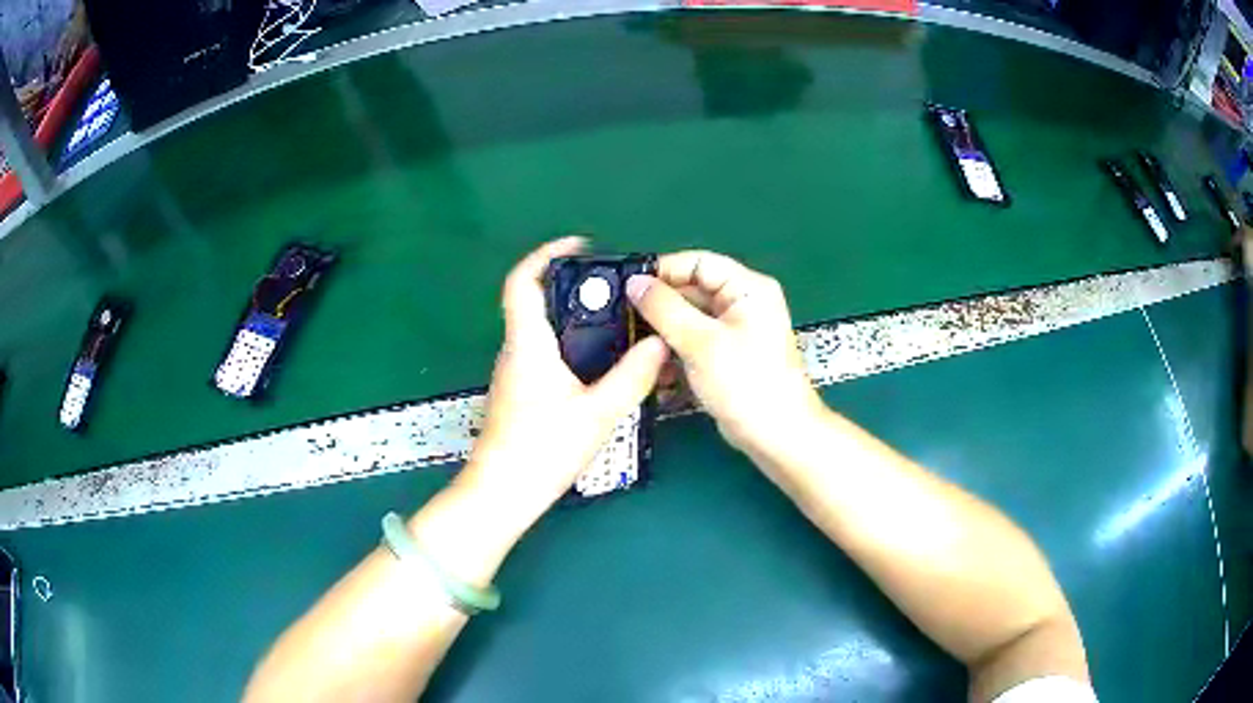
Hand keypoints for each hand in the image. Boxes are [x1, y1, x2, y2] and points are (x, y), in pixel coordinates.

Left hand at [458, 237, 668, 532]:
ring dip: (573, 318)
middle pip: (536, 301)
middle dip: (572, 286)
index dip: (546, 255)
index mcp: (527, 344)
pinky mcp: (519, 393)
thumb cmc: (543, 450)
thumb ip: (632, 376)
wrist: (502, 492)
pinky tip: (599, 364)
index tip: (580, 247)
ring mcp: (514, 373)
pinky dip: (570, 345)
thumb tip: (660, 344)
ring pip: (541, 329)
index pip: (523, 282)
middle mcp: (515, 351)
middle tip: (614, 289)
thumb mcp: (598, 413)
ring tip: (616, 323)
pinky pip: (544, 353)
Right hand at [626, 251, 823, 454]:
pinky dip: (675, 351)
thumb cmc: (746, 383)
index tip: (629, 285)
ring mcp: (735, 331)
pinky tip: (657, 368)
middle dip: (660, 305)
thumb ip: (664, 308)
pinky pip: (694, 342)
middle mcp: (742, 303)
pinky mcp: (726, 356)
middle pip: (692, 290)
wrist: (776, 435)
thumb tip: (634, 283)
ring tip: (636, 345)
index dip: (663, 270)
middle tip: (623, 317)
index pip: (698, 263)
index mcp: (747, 288)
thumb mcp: (701, 342)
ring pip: (689, 319)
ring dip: (664, 332)